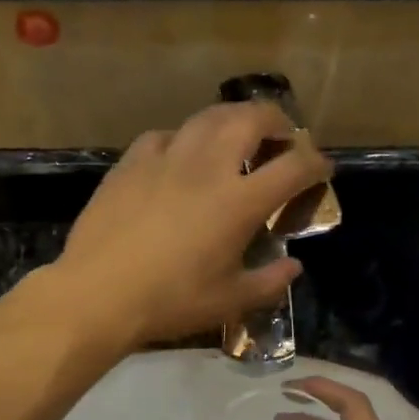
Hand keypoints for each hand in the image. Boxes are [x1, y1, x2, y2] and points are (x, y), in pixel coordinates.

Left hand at [51, 101, 333, 347]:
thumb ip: (268, 282)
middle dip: (277, 121)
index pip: (293, 167)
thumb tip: (293, 267)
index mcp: (238, 202)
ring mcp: (165, 159)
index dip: (315, 163)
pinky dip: (184, 139)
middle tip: (282, 138)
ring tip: (236, 135)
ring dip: (232, 119)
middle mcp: (207, 168)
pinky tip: (179, 155)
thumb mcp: (228, 301)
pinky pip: (165, 136)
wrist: (97, 294)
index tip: (321, 170)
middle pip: (252, 119)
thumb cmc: (169, 302)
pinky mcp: (130, 163)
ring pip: (207, 117)